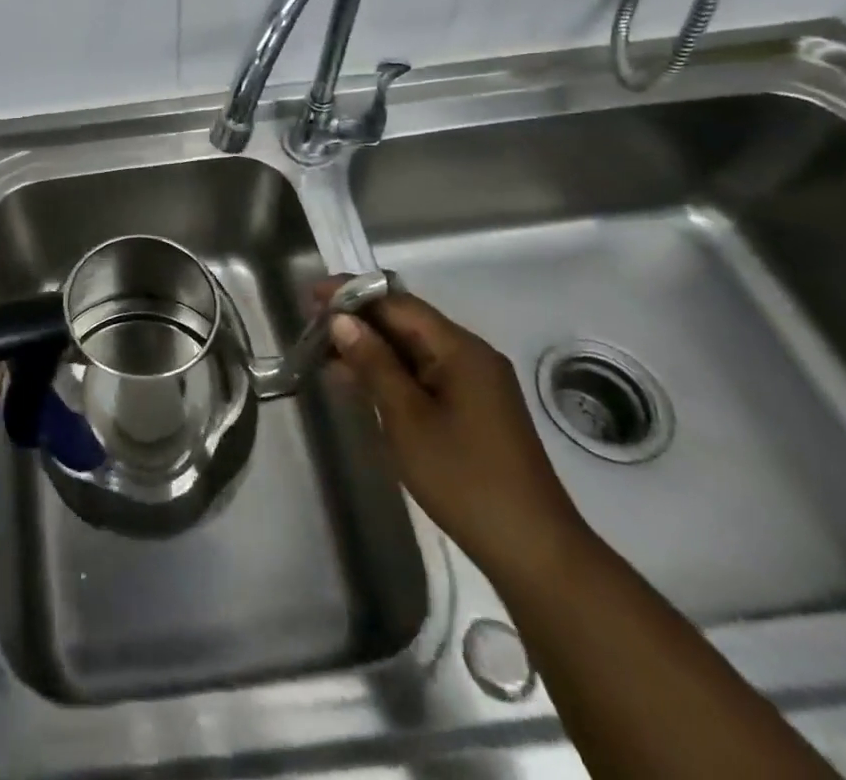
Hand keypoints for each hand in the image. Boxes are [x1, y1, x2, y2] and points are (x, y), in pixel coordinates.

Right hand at [323, 280, 593, 592]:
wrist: (534, 551)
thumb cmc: (464, 478)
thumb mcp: (407, 418)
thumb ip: (373, 363)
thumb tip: (341, 320)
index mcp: (460, 349)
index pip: (398, 304)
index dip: (353, 295)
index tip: (311, 295)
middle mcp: (471, 356)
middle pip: (407, 322)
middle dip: (359, 320)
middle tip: (311, 325)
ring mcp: (476, 383)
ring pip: (414, 349)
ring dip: (372, 348)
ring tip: (325, 353)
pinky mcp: (474, 409)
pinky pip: (425, 374)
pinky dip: (391, 372)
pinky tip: (360, 383)